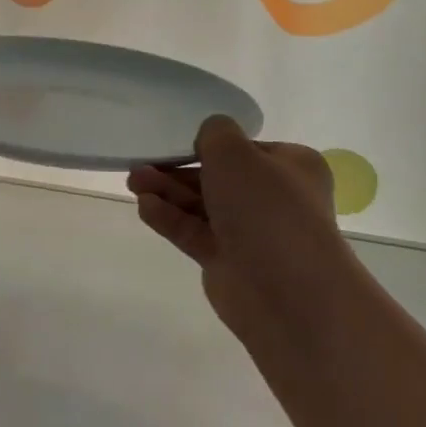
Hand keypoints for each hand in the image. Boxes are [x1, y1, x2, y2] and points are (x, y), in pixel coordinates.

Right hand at [127, 116, 348, 347]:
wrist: (287, 292)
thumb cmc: (266, 209)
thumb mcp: (236, 153)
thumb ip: (215, 134)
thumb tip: (210, 137)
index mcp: (292, 168)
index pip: (246, 150)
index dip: (211, 146)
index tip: (177, 143)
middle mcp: (274, 199)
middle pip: (218, 178)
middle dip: (178, 170)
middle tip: (141, 165)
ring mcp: (251, 233)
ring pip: (202, 205)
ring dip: (168, 192)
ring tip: (133, 182)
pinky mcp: (227, 261)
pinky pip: (194, 232)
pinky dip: (170, 218)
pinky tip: (144, 206)